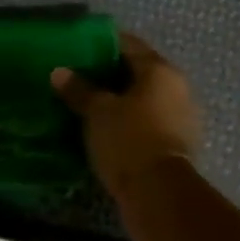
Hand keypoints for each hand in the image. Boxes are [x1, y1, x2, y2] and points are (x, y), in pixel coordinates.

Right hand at [52, 33, 199, 199]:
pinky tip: (104, 127)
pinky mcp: (176, 144)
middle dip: (108, 73)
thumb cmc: (129, 140)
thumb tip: (59, 72)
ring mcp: (180, 117)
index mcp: (160, 70)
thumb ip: (79, 89)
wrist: (160, 197)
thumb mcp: (98, 112)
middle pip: (137, 71)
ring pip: (142, 98)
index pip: (128, 44)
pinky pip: (147, 121)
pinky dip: (128, 120)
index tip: (77, 49)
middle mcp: (176, 88)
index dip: (102, 44)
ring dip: (119, 99)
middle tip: (78, 76)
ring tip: (87, 103)